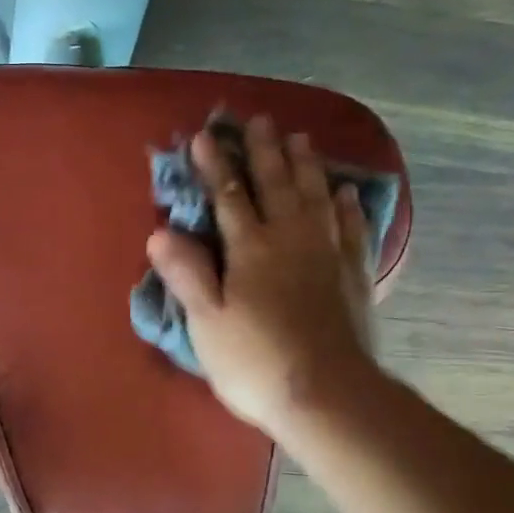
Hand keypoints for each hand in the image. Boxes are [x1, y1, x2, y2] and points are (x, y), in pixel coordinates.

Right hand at [146, 115, 378, 437]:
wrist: (325, 393)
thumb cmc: (254, 361)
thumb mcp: (206, 322)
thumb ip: (186, 274)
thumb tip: (160, 232)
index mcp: (251, 248)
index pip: (229, 196)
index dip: (215, 166)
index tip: (203, 136)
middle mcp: (291, 238)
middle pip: (277, 184)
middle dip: (263, 150)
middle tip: (258, 120)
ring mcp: (327, 254)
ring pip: (316, 196)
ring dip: (305, 165)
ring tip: (300, 138)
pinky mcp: (353, 275)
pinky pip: (351, 227)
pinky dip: (346, 205)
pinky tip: (345, 192)